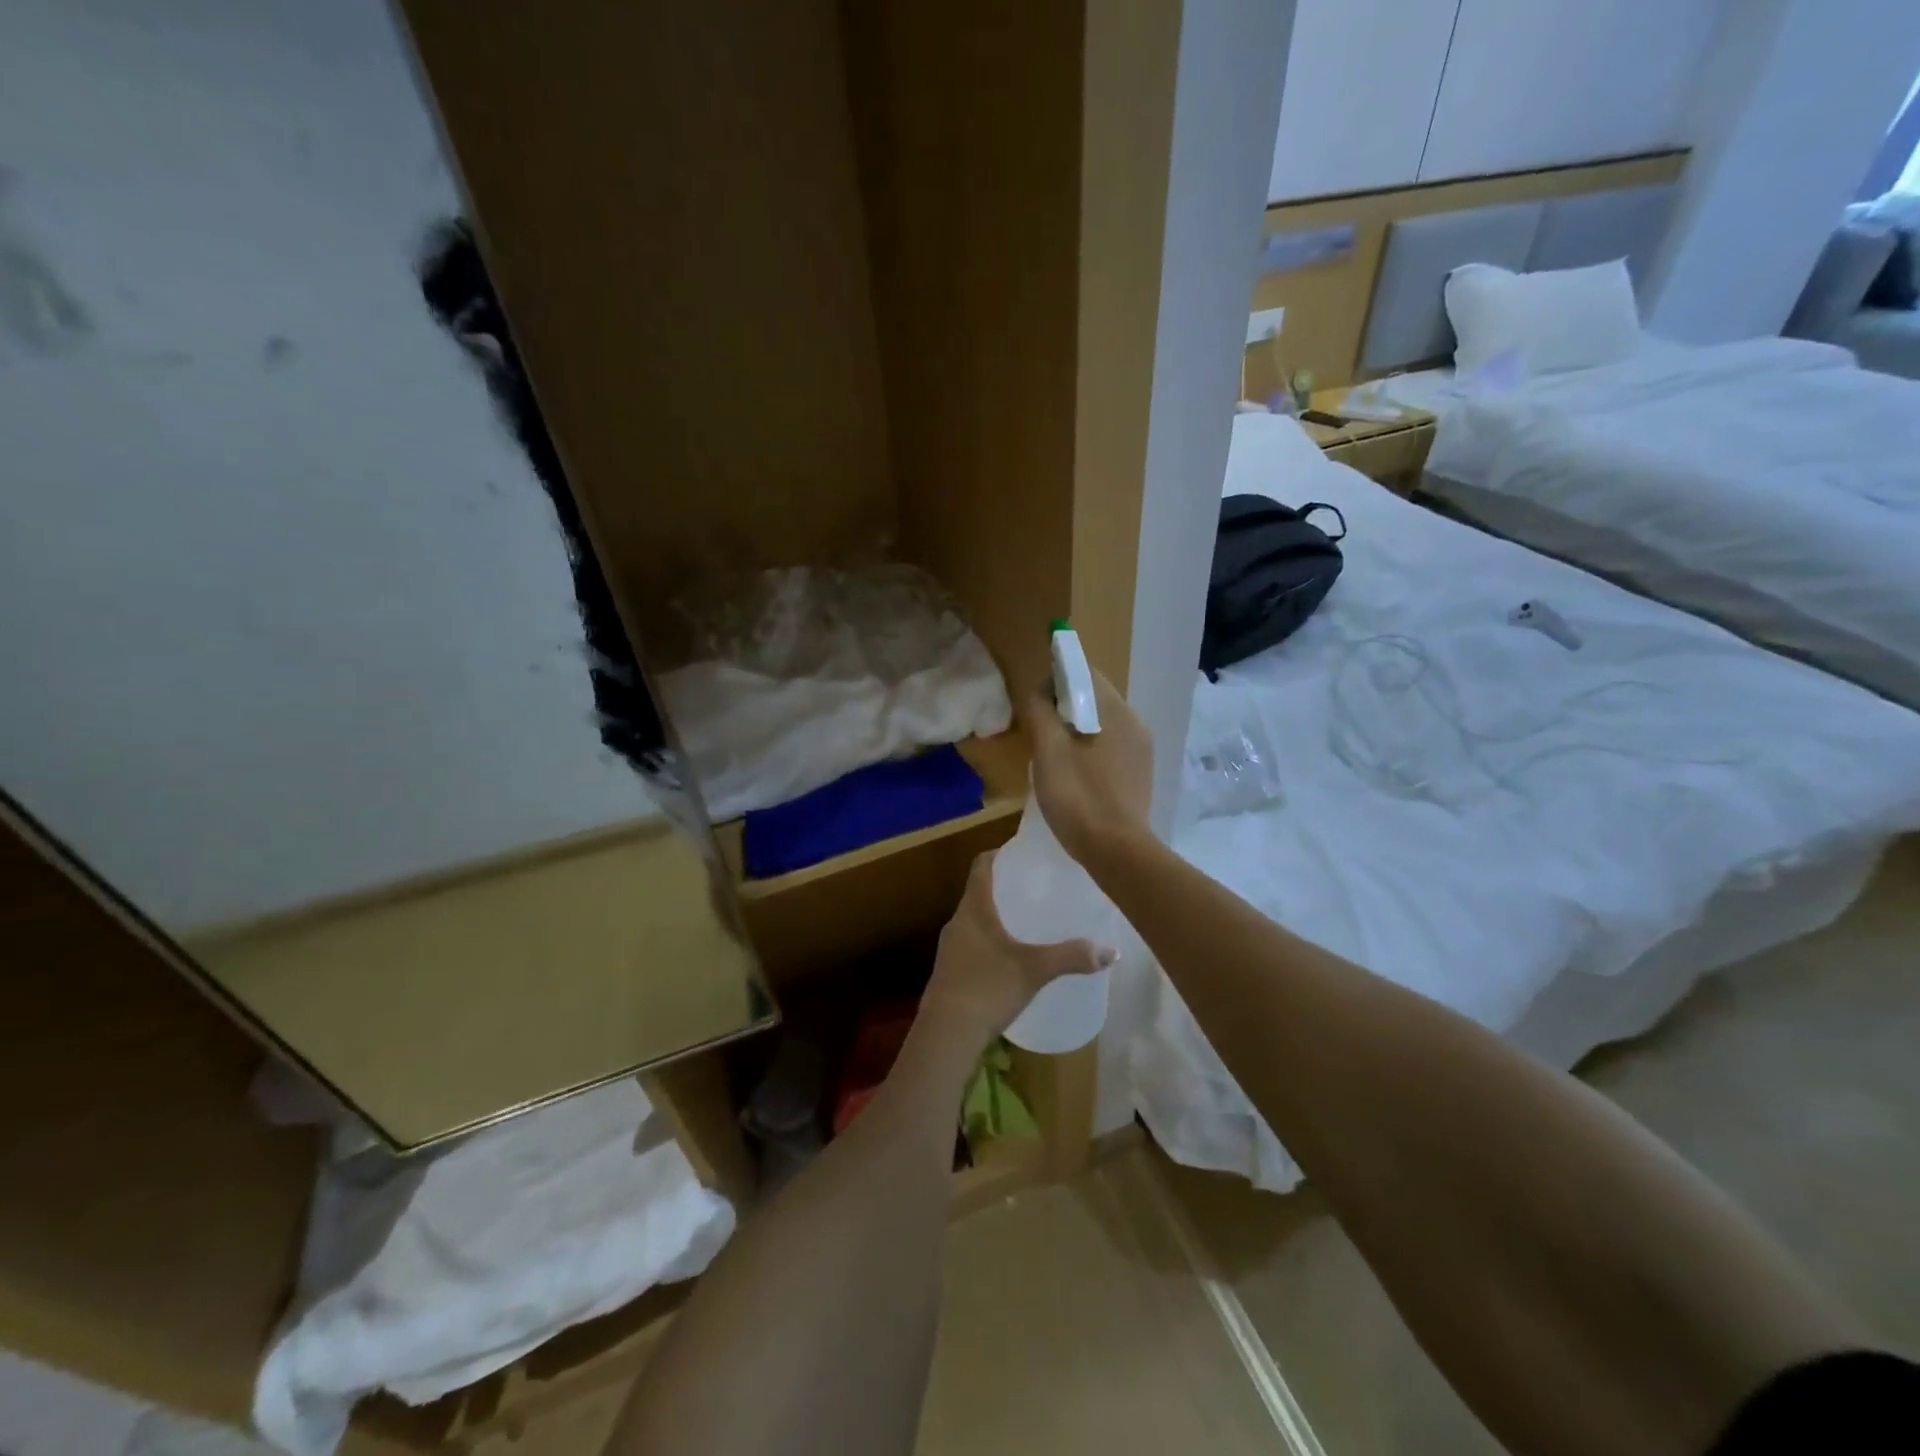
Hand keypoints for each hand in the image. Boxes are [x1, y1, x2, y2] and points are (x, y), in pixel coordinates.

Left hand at [921, 851, 1114, 1043]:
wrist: (946, 1034)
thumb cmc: (988, 987)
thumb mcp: (1034, 970)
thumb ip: (1072, 957)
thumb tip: (1112, 951)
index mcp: (973, 908)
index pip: (981, 866)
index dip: (1000, 855)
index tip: (1023, 854)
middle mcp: (957, 922)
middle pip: (979, 893)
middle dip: (1005, 889)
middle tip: (1037, 889)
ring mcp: (950, 949)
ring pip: (975, 921)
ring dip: (998, 918)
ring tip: (1029, 922)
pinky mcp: (950, 973)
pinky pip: (973, 945)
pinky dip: (991, 943)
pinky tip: (1012, 959)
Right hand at [1023, 669, 1153, 868]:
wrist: (1117, 851)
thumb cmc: (1078, 796)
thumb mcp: (1048, 751)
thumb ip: (1040, 712)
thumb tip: (1039, 690)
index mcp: (1116, 711)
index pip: (1085, 673)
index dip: (1056, 676)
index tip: (1033, 697)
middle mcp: (1135, 723)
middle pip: (1095, 698)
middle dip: (1064, 705)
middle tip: (1037, 726)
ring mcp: (1141, 751)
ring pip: (1102, 724)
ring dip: (1076, 728)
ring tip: (1051, 751)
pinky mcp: (1139, 774)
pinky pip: (1110, 747)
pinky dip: (1089, 749)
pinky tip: (1073, 772)